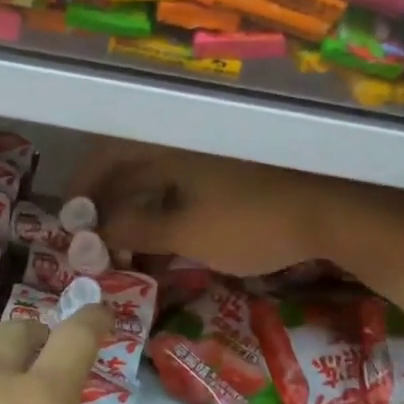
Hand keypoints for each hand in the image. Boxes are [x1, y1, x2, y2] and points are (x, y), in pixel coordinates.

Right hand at [67, 141, 361, 278]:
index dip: (82, 187)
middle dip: (107, 209)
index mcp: (167, 146)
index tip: (68, 222)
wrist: (334, 212)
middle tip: (94, 246)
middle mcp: (181, 146)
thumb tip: (92, 230)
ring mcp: (207, 161)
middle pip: (129, 172)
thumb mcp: (187, 232)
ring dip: (135, 218)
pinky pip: (180, 194)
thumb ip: (136, 228)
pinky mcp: (227, 178)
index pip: (107, 156)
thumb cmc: (253, 221)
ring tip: (126, 257)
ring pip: (155, 185)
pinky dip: (165, 219)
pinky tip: (163, 250)